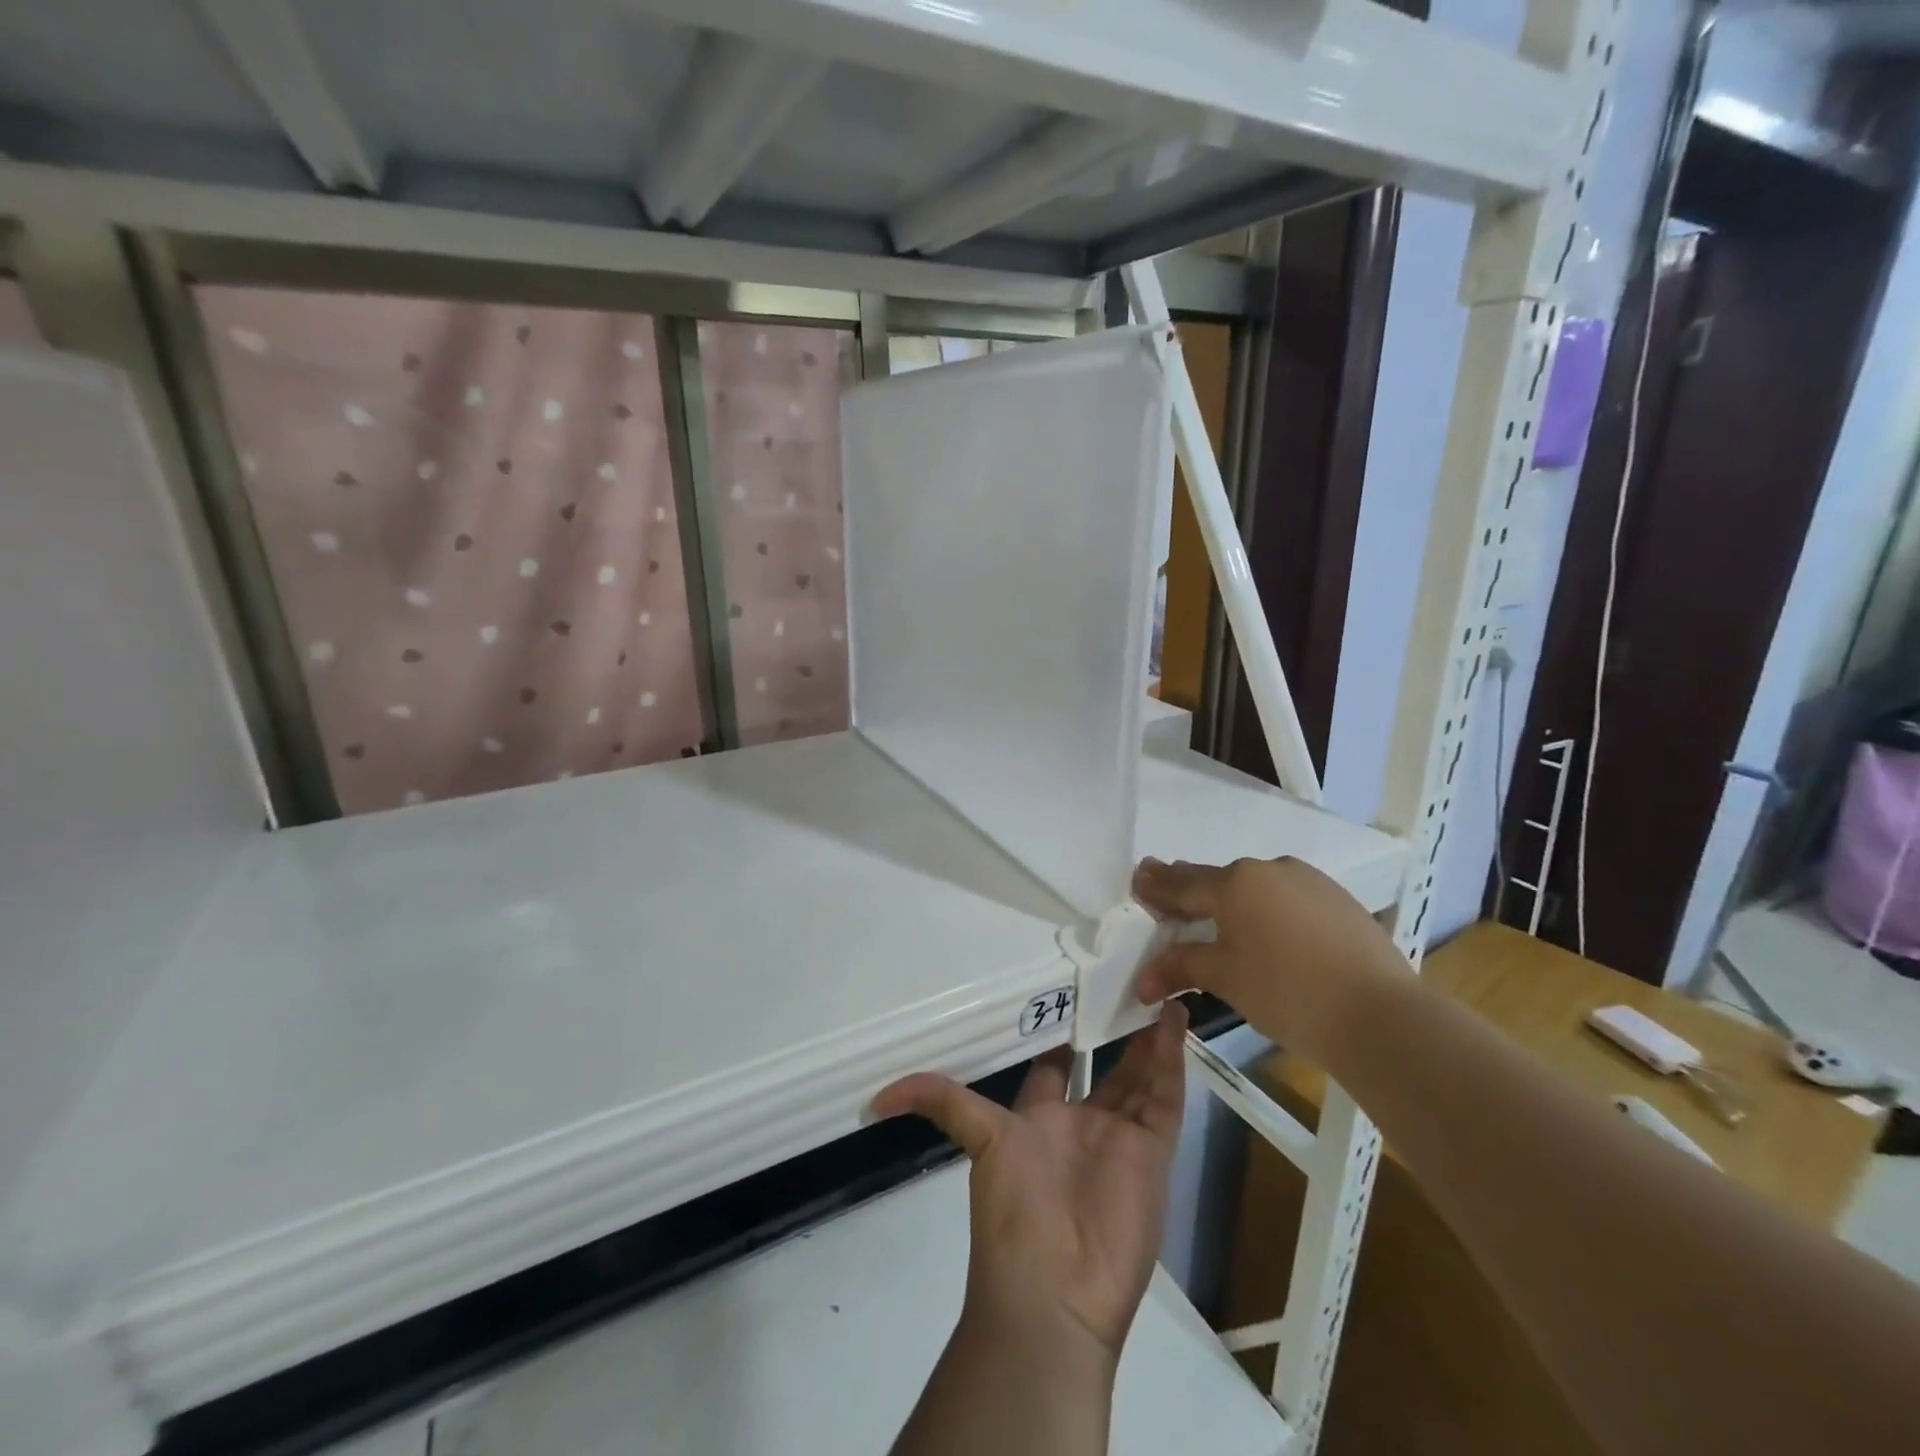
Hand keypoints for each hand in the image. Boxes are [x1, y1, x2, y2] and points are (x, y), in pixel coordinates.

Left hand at [872, 1001, 1187, 1361]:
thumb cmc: (1014, 1212)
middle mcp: (1082, 1124)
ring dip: (1149, 1037)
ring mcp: (1120, 1137)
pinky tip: (1175, 1018)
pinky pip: (1167, 1097)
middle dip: (1114, 1030)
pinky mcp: (1153, 1151)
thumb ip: (939, 1103)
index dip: (1062, 1033)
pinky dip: (1174, 1060)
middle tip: (1125, 982)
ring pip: (1139, 1075)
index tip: (1071, 991)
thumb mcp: (977, 1140)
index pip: (1053, 1066)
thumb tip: (873, 1099)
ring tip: (1157, 989)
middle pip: (1104, 1067)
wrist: (1055, 1295)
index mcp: (1040, 1120)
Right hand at [1131, 856, 1407, 1064]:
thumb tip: (1142, 981)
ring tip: (1215, 916)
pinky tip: (1267, 932)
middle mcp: (1270, 869)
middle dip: (1189, 888)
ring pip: (1256, 887)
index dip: (1156, 885)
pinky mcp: (1339, 901)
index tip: (1137, 877)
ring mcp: (1310, 882)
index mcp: (1236, 882)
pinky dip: (1267, 910)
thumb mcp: (1225, 978)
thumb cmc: (1288, 993)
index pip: (1182, 883)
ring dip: (1231, 900)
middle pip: (1218, 880)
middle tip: (1165, 890)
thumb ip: (1181, 966)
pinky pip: (1287, 898)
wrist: (1382, 1017)